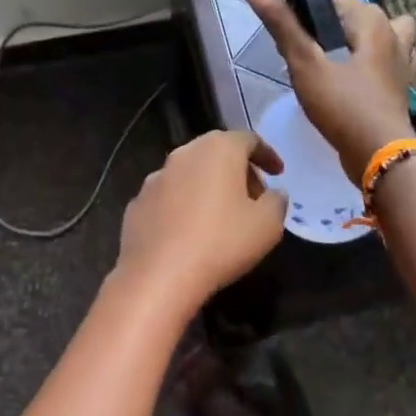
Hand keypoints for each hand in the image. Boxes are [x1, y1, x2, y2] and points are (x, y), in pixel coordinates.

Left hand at [117, 130, 287, 307]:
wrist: (158, 275)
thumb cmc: (221, 243)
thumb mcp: (267, 225)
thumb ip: (277, 202)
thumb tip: (273, 194)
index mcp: (217, 149)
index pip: (248, 140)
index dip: (267, 155)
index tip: (278, 173)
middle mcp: (183, 154)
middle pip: (217, 152)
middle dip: (239, 170)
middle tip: (255, 197)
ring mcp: (156, 178)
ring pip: (190, 173)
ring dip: (209, 187)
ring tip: (223, 215)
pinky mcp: (137, 203)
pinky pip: (170, 197)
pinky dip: (184, 205)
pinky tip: (191, 231)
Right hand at [246, 0, 415, 182]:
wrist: (379, 154)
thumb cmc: (343, 104)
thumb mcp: (305, 63)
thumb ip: (282, 26)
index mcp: (373, 20)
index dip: (305, 10)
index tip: (286, 35)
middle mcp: (393, 33)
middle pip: (353, 18)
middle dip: (327, 28)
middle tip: (301, 54)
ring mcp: (400, 61)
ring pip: (371, 39)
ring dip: (349, 45)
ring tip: (325, 63)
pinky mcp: (397, 86)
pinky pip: (376, 62)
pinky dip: (361, 65)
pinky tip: (343, 82)